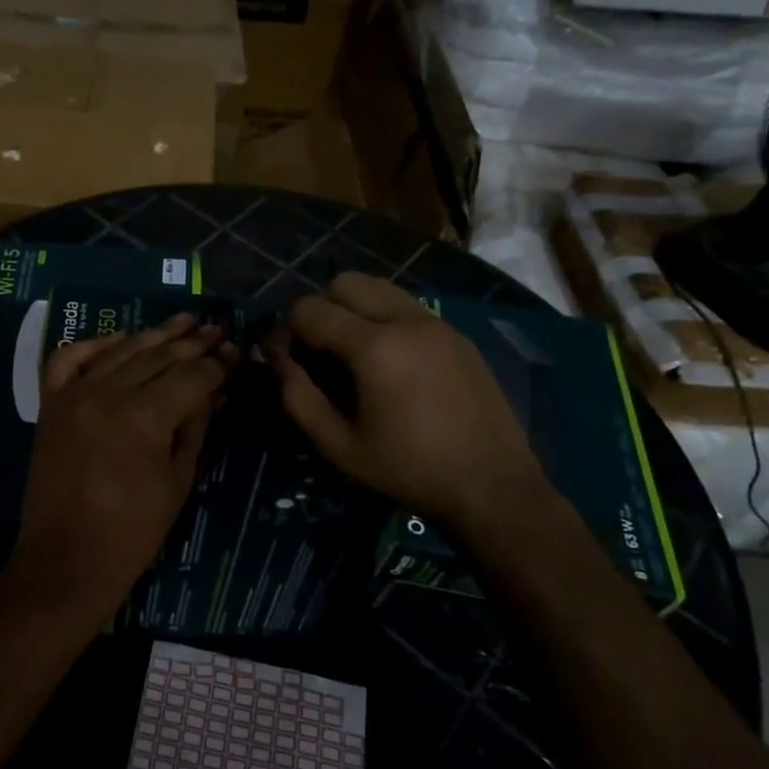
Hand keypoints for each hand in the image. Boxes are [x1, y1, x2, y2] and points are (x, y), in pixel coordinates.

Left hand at [17, 314, 235, 603]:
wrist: (66, 561)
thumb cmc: (133, 532)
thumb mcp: (178, 480)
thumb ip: (195, 426)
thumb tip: (214, 391)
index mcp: (143, 417)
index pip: (191, 376)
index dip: (217, 364)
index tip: (236, 352)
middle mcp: (106, 394)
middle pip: (158, 356)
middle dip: (192, 343)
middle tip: (217, 329)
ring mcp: (73, 396)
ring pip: (120, 350)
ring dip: (154, 334)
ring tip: (183, 321)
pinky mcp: (50, 405)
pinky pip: (68, 359)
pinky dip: (94, 345)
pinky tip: (120, 339)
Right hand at [266, 273, 554, 531]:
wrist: (492, 486)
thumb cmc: (408, 470)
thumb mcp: (339, 446)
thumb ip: (298, 398)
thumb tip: (276, 360)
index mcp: (374, 347)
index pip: (310, 309)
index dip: (285, 329)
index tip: (282, 357)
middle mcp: (406, 320)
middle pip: (345, 282)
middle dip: (320, 308)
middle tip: (318, 351)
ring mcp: (437, 323)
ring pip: (380, 288)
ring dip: (354, 308)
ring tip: (352, 354)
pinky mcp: (457, 334)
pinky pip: (408, 308)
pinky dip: (385, 319)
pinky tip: (391, 364)